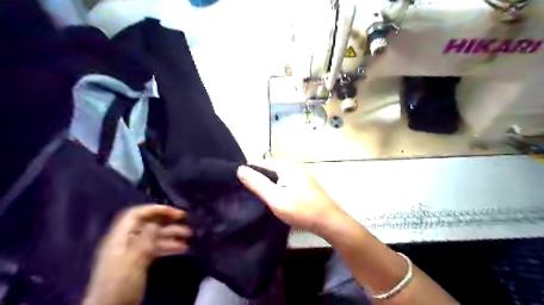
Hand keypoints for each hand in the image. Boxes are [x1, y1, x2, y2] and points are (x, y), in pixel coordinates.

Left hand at [82, 203, 192, 303]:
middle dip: (167, 220)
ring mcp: (133, 253)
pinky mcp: (139, 263)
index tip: (174, 213)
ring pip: (154, 237)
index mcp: (120, 238)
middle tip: (186, 220)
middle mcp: (126, 242)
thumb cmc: (120, 284)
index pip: (136, 214)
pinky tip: (182, 248)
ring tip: (189, 236)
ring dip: (172, 234)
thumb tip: (156, 222)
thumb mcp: (134, 260)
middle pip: (147, 224)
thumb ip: (145, 239)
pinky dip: (169, 246)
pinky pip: (156, 249)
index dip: (155, 209)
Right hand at [238, 162, 345, 232]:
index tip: (238, 185)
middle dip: (257, 178)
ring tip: (256, 196)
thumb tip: (239, 169)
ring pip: (275, 174)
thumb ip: (257, 183)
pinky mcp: (301, 181)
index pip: (259, 162)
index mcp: (286, 165)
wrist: (328, 221)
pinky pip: (282, 179)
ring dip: (266, 183)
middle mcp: (293, 164)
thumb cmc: (302, 210)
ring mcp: (298, 172)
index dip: (248, 173)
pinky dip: (275, 186)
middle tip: (247, 193)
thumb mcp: (276, 198)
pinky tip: (271, 196)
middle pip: (267, 168)